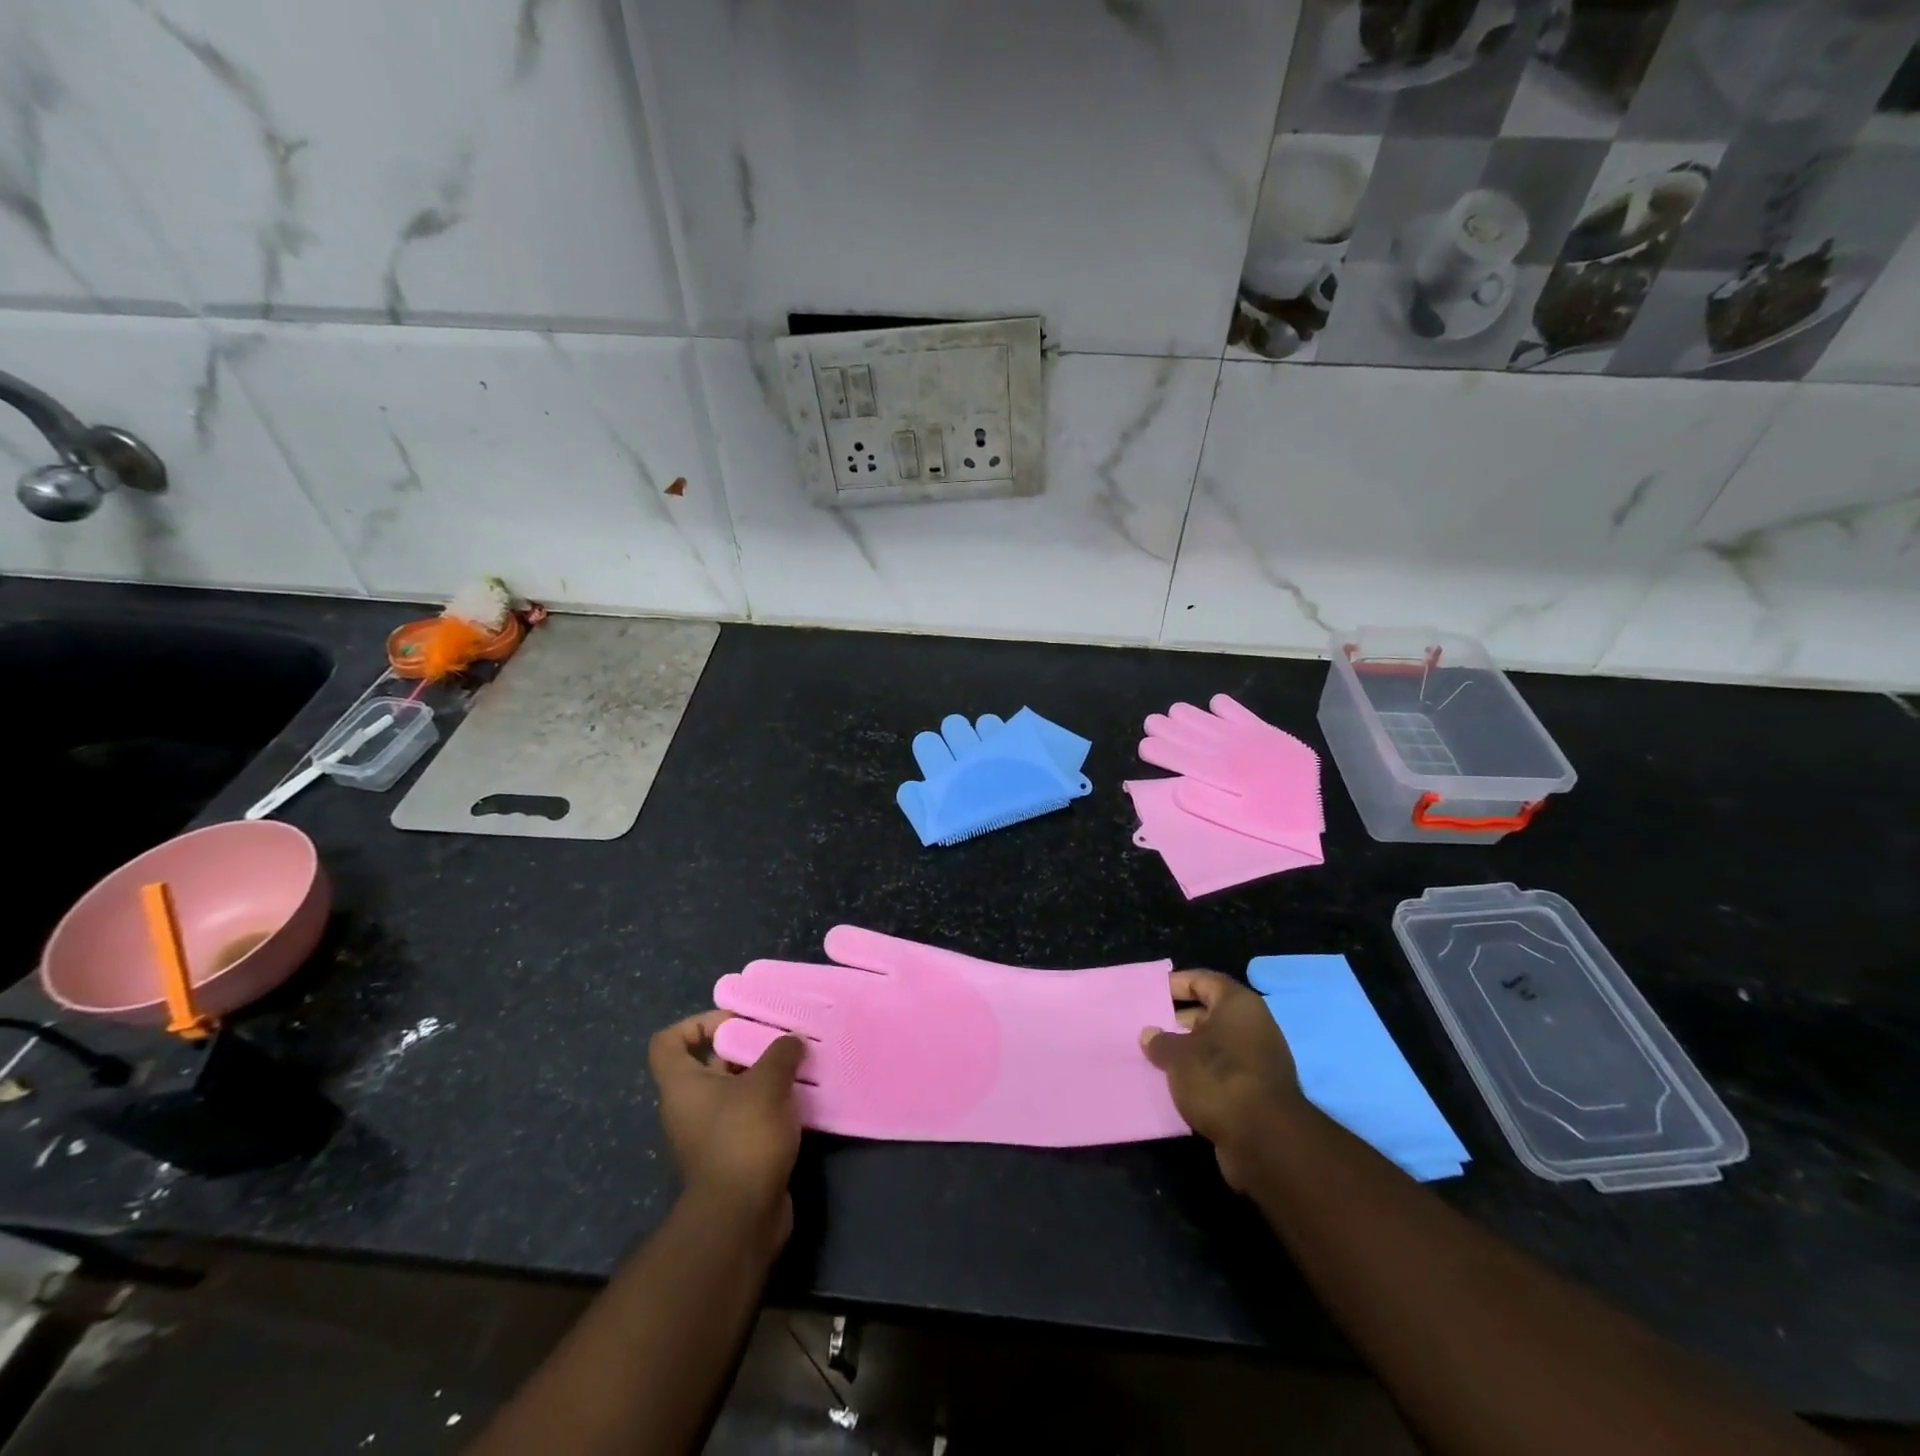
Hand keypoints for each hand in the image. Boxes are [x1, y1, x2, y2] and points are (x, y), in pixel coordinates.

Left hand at [648, 1010, 804, 1242]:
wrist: (741, 1216)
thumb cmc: (743, 1137)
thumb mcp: (767, 1083)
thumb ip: (781, 1053)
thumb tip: (792, 1039)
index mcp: (682, 1085)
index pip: (668, 1042)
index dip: (697, 1024)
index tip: (735, 1021)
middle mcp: (688, 1108)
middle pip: (709, 1064)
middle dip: (744, 1048)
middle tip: (779, 1039)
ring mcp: (708, 1135)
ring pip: (733, 1092)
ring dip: (763, 1078)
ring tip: (797, 1065)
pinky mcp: (731, 1156)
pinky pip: (748, 1118)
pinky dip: (770, 1106)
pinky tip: (800, 1099)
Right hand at [1140, 970, 1305, 1188]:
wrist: (1265, 1139)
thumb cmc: (1218, 1078)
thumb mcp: (1177, 1056)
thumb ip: (1160, 1041)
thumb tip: (1149, 1034)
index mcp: (1238, 1004)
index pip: (1204, 980)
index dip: (1177, 984)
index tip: (1152, 994)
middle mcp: (1254, 1025)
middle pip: (1211, 1013)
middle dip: (1180, 1019)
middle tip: (1151, 1028)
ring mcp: (1260, 1059)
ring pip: (1217, 1045)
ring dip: (1190, 1050)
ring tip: (1159, 1058)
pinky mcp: (1260, 1090)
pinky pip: (1225, 1071)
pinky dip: (1204, 1074)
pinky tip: (1180, 1085)